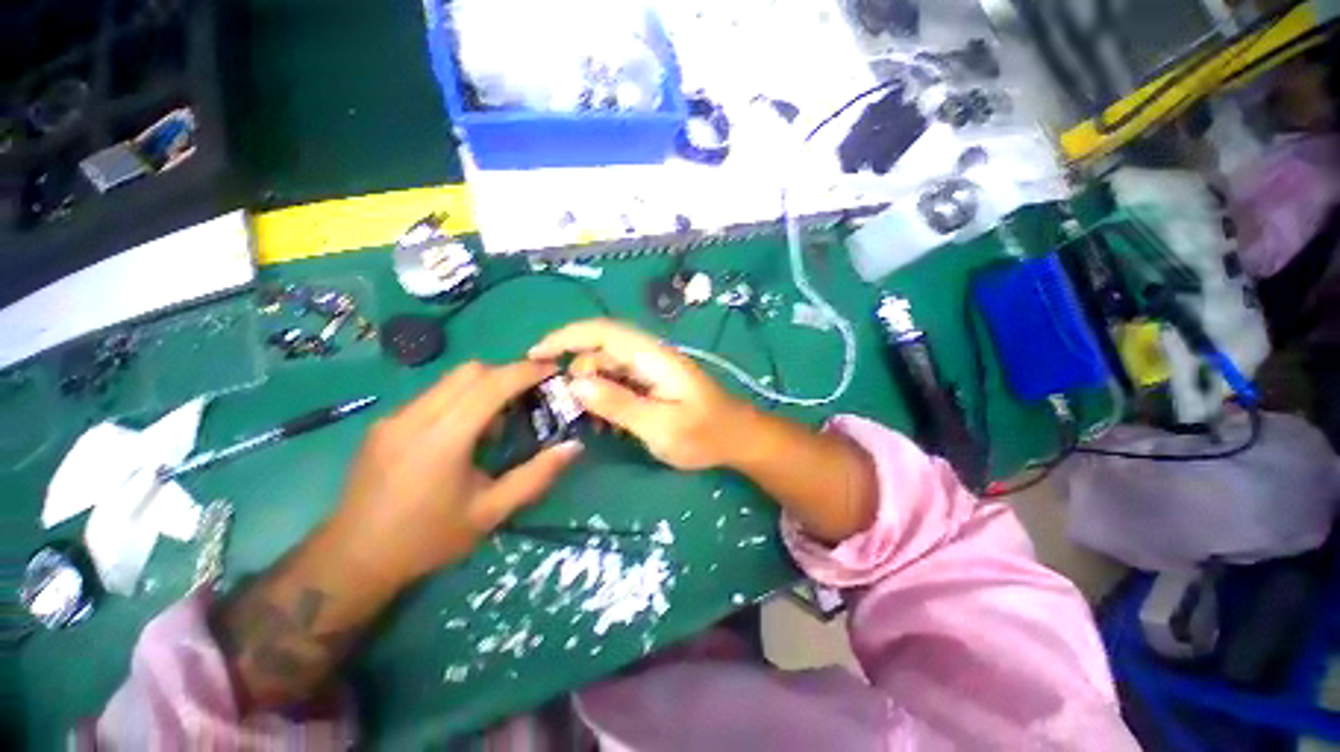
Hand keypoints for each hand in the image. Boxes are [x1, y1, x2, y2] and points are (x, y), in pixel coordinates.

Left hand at [329, 360, 581, 589]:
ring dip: (484, 386)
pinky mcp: (385, 424)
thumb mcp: (491, 512)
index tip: (552, 370)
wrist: (352, 561)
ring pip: (450, 380)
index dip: (525, 371)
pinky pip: (434, 395)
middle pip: (470, 371)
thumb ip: (536, 476)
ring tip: (500, 420)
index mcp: (442, 439)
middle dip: (507, 374)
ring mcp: (395, 418)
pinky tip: (467, 432)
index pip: (490, 385)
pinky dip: (462, 399)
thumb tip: (573, 446)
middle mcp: (415, 418)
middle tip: (530, 395)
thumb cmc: (427, 539)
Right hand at [529, 319, 750, 469]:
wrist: (738, 438)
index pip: (604, 332)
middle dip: (577, 373)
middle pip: (601, 351)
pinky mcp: (653, 383)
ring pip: (608, 368)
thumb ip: (619, 404)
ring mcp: (652, 369)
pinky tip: (604, 421)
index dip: (567, 337)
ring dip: (591, 389)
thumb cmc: (704, 434)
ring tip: (588, 421)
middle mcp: (650, 356)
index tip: (535, 355)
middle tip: (568, 409)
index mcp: (653, 357)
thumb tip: (574, 384)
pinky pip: (620, 382)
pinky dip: (605, 397)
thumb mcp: (660, 426)